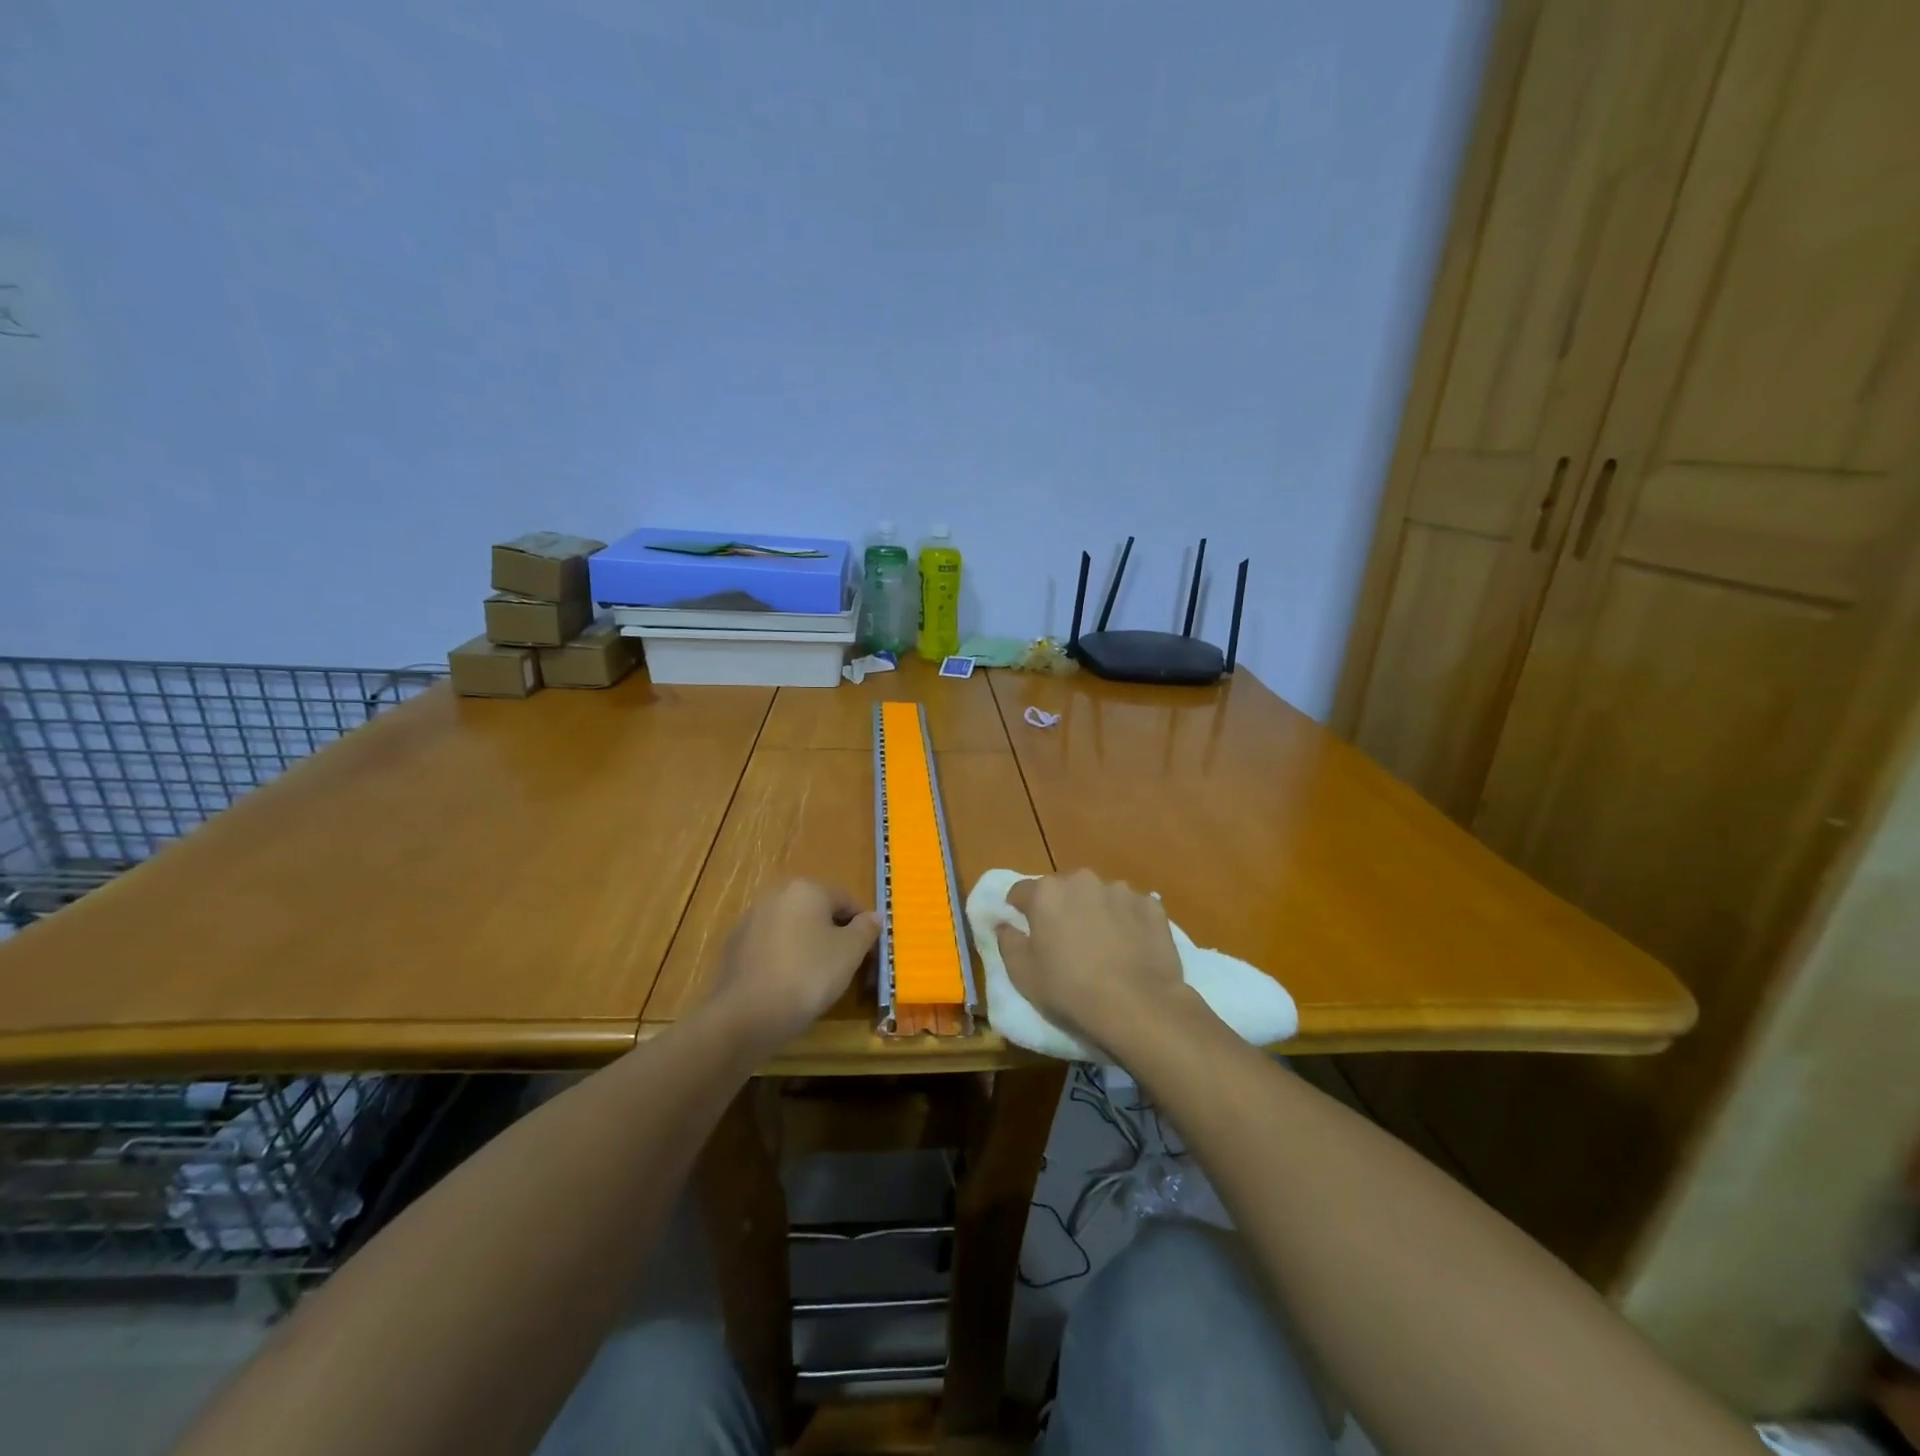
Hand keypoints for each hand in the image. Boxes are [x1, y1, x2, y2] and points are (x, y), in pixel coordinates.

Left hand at [706, 880, 881, 1049]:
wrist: (747, 1014)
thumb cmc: (809, 974)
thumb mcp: (850, 952)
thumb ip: (866, 929)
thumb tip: (874, 916)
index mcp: (806, 889)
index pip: (845, 900)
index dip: (861, 925)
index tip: (868, 952)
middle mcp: (775, 895)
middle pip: (816, 911)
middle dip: (832, 934)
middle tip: (845, 965)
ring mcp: (750, 920)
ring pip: (791, 929)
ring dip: (806, 946)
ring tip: (817, 979)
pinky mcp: (734, 947)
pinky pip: (770, 948)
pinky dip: (783, 959)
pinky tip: (788, 985)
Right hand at [993, 870, 1193, 1052]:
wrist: (1137, 1005)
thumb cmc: (1069, 990)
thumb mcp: (1022, 974)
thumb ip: (1007, 942)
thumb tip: (1004, 924)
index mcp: (1046, 893)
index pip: (1021, 891)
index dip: (1019, 910)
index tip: (1024, 930)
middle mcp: (1082, 880)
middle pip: (1063, 889)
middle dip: (1061, 908)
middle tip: (1066, 941)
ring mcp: (1120, 890)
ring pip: (1099, 896)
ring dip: (1096, 912)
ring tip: (1104, 945)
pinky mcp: (1151, 905)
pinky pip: (1131, 908)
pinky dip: (1128, 921)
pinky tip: (1131, 948)